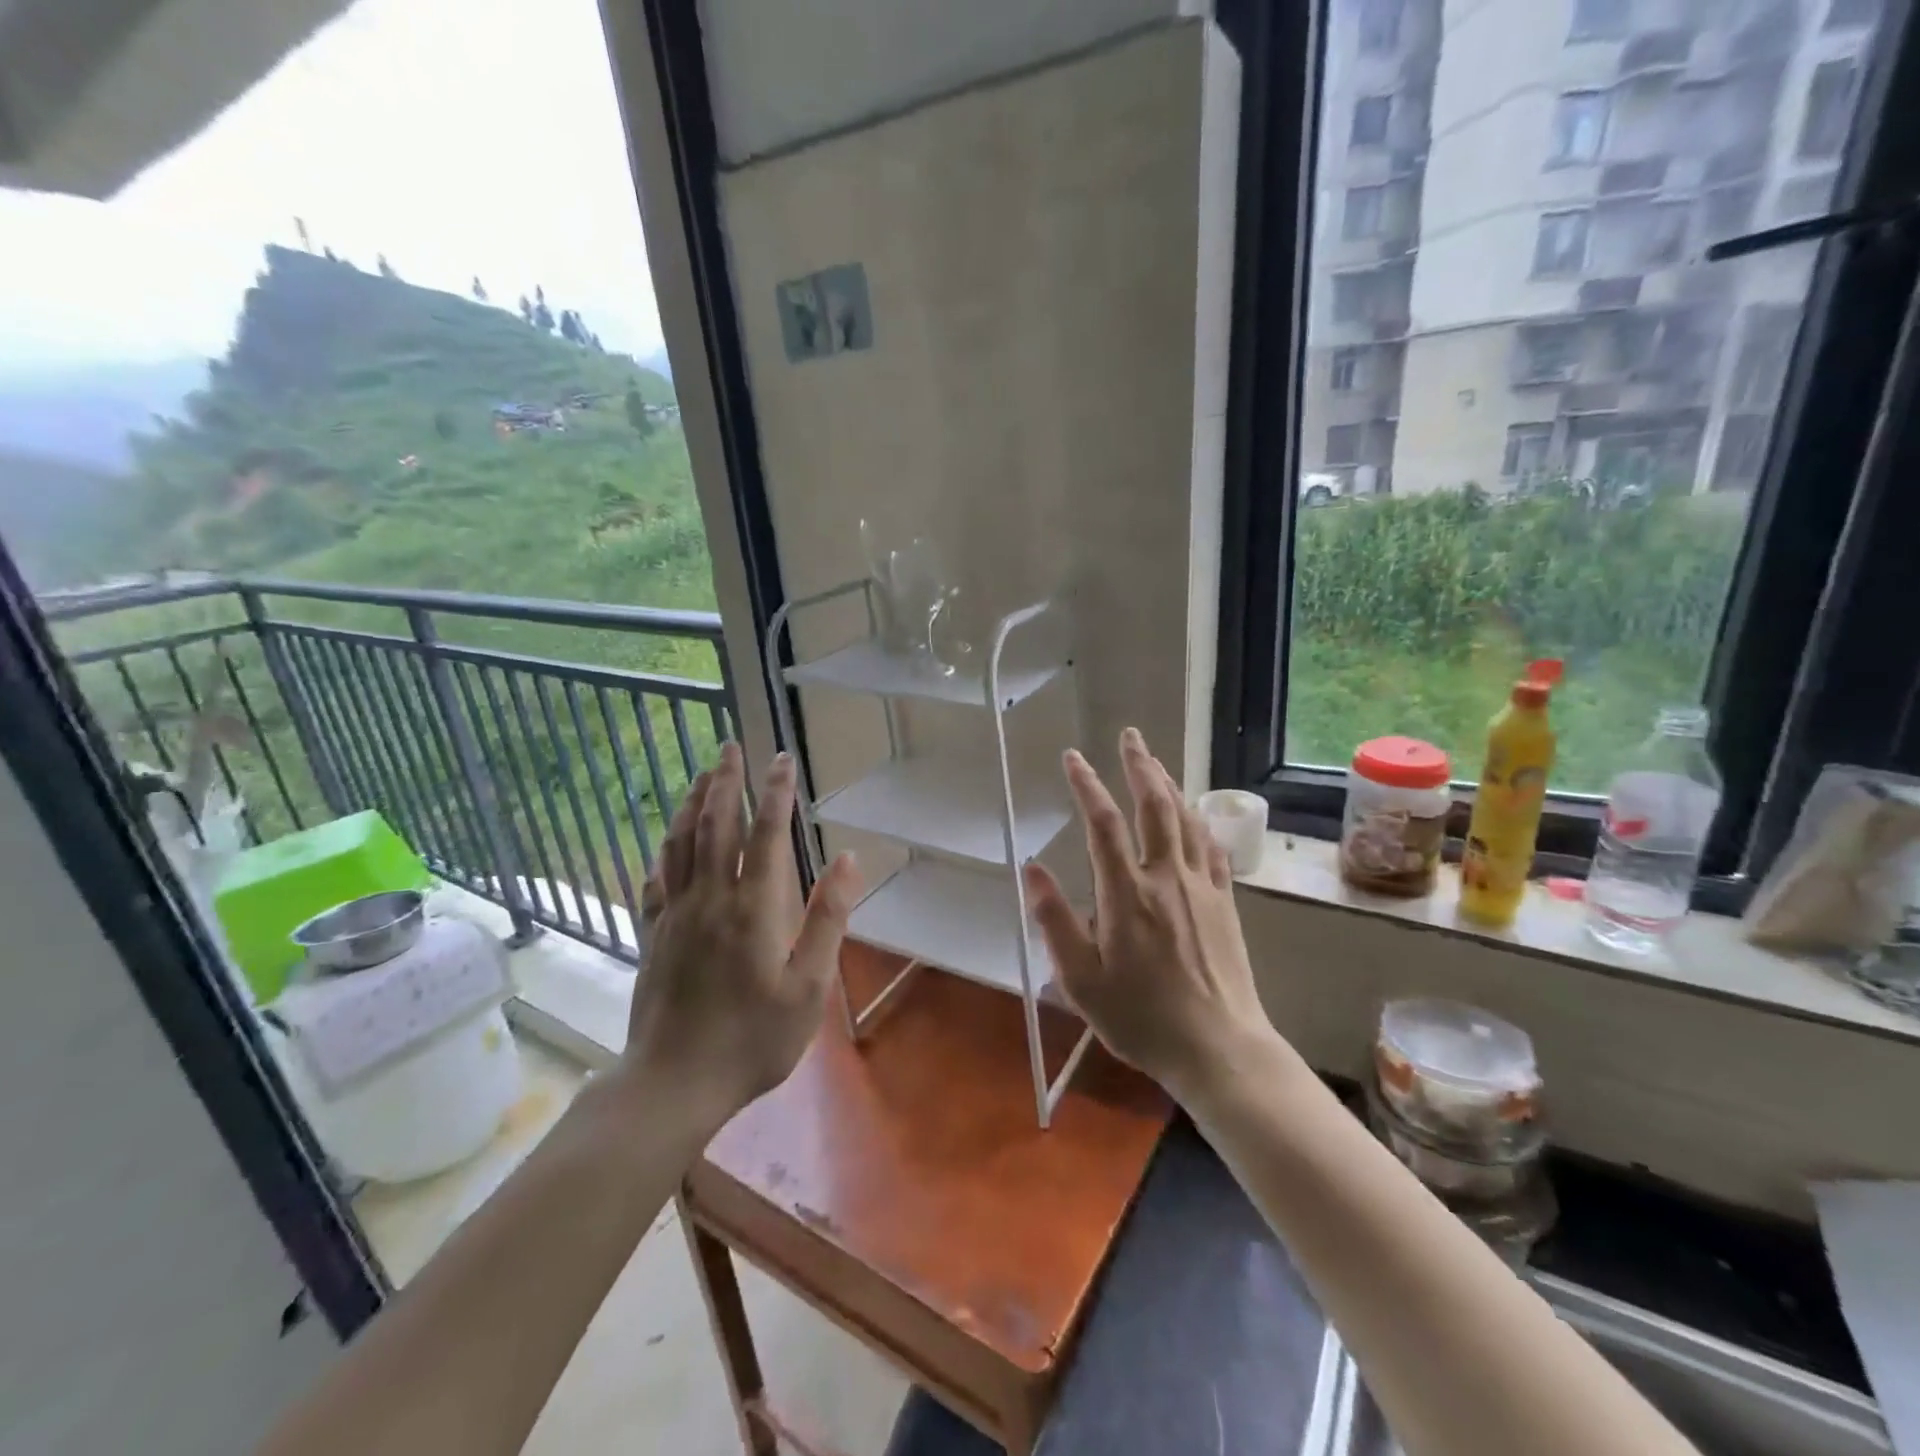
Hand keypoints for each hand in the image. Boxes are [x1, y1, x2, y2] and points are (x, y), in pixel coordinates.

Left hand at [621, 742, 861, 1126]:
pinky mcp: (652, 934)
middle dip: (725, 781)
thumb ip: (828, 920)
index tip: (783, 759)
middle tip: (731, 745)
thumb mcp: (808, 988)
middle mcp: (709, 898)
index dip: (776, 792)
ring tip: (701, 774)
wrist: (673, 1084)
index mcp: (752, 907)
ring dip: (691, 802)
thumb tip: (847, 860)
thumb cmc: (752, 1039)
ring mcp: (674, 915)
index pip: (766, 834)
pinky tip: (666, 839)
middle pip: (715, 825)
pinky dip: (664, 848)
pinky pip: (656, 877)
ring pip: (680, 843)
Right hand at [1025, 727, 1276, 1099]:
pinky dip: (1200, 822)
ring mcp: (1201, 888)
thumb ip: (1054, 921)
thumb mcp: (1081, 981)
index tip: (1073, 757)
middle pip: (1154, 806)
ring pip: (1186, 820)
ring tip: (1155, 762)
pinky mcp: (1225, 903)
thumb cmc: (1141, 1019)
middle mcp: (1166, 878)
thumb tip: (1032, 868)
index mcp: (1126, 894)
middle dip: (1139, 765)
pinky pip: (1213, 849)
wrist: (1219, 1049)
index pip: (1103, 823)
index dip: (1086, 785)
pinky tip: (1196, 815)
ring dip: (1169, 785)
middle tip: (1130, 736)